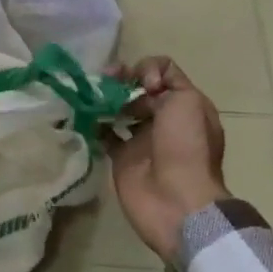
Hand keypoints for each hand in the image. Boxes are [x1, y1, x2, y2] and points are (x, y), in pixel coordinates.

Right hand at [105, 56, 226, 262]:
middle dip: (119, 81)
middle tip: (104, 82)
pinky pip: (104, 133)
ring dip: (103, 98)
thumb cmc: (186, 146)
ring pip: (118, 108)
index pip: (160, 73)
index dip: (146, 71)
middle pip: (137, 89)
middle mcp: (163, 119)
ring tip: (89, 95)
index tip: (142, 85)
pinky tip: (83, 114)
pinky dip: (93, 123)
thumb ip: (168, 77)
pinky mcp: (121, 156)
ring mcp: (141, 139)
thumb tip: (143, 84)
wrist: (177, 200)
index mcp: (184, 105)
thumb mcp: (189, 100)